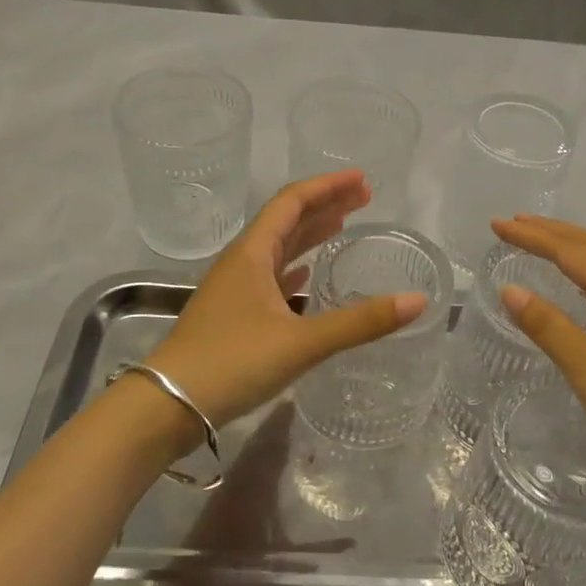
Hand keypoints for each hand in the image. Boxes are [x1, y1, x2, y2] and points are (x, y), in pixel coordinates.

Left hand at [148, 170, 427, 426]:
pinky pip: (270, 277)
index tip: (362, 180)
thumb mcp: (301, 342)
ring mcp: (234, 289)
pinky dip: (294, 267)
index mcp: (252, 254)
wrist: (167, 405)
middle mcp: (242, 263)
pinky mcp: (233, 315)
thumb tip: (418, 301)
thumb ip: (360, 322)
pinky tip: (306, 274)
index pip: (292, 202)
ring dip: (310, 234)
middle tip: (364, 199)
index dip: (327, 186)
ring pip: (277, 248)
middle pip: (286, 220)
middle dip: (325, 205)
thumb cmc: (232, 363)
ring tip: (343, 226)